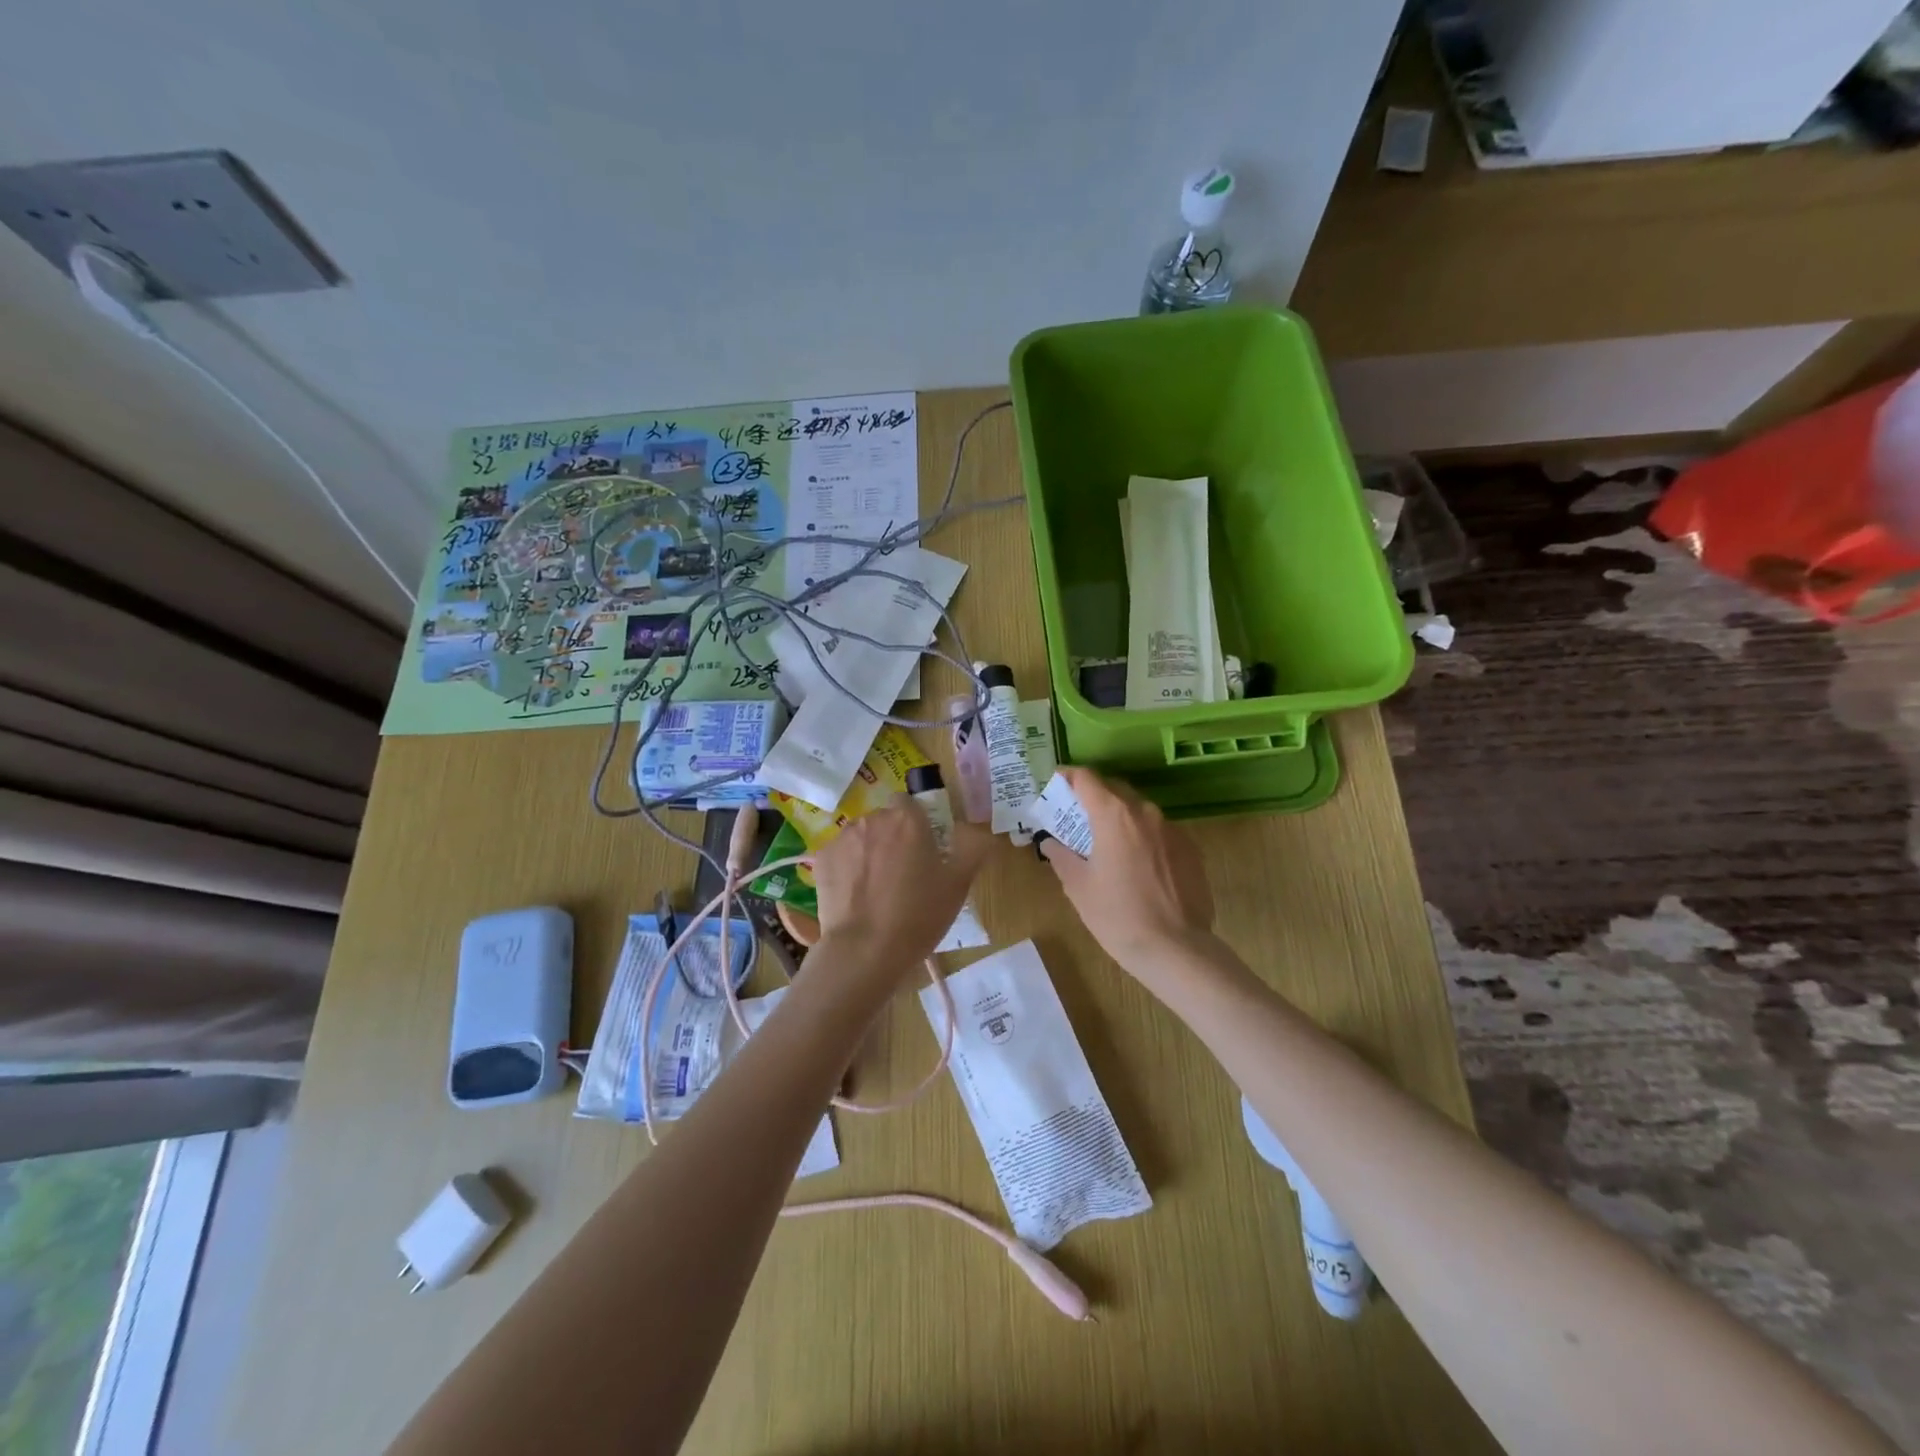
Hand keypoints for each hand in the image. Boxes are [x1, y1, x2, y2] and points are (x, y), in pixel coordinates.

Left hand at [810, 797, 989, 989]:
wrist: (864, 951)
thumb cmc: (918, 916)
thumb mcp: (958, 884)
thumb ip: (973, 848)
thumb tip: (978, 830)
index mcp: (908, 820)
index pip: (910, 804)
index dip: (916, 823)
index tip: (923, 849)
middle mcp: (873, 819)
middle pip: (885, 820)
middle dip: (892, 838)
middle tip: (903, 874)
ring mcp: (843, 838)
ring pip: (861, 836)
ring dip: (868, 851)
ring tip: (876, 888)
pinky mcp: (821, 859)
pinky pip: (839, 855)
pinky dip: (846, 868)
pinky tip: (854, 896)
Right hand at [1039, 768, 1214, 972]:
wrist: (1177, 949)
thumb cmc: (1118, 916)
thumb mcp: (1078, 887)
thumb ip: (1061, 856)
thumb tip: (1050, 842)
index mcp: (1114, 815)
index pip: (1086, 778)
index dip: (1067, 776)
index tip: (1055, 784)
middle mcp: (1145, 812)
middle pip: (1114, 790)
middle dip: (1092, 798)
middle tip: (1075, 818)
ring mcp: (1172, 829)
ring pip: (1139, 811)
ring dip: (1119, 818)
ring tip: (1106, 844)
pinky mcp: (1191, 849)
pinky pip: (1159, 832)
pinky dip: (1142, 838)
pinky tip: (1136, 866)